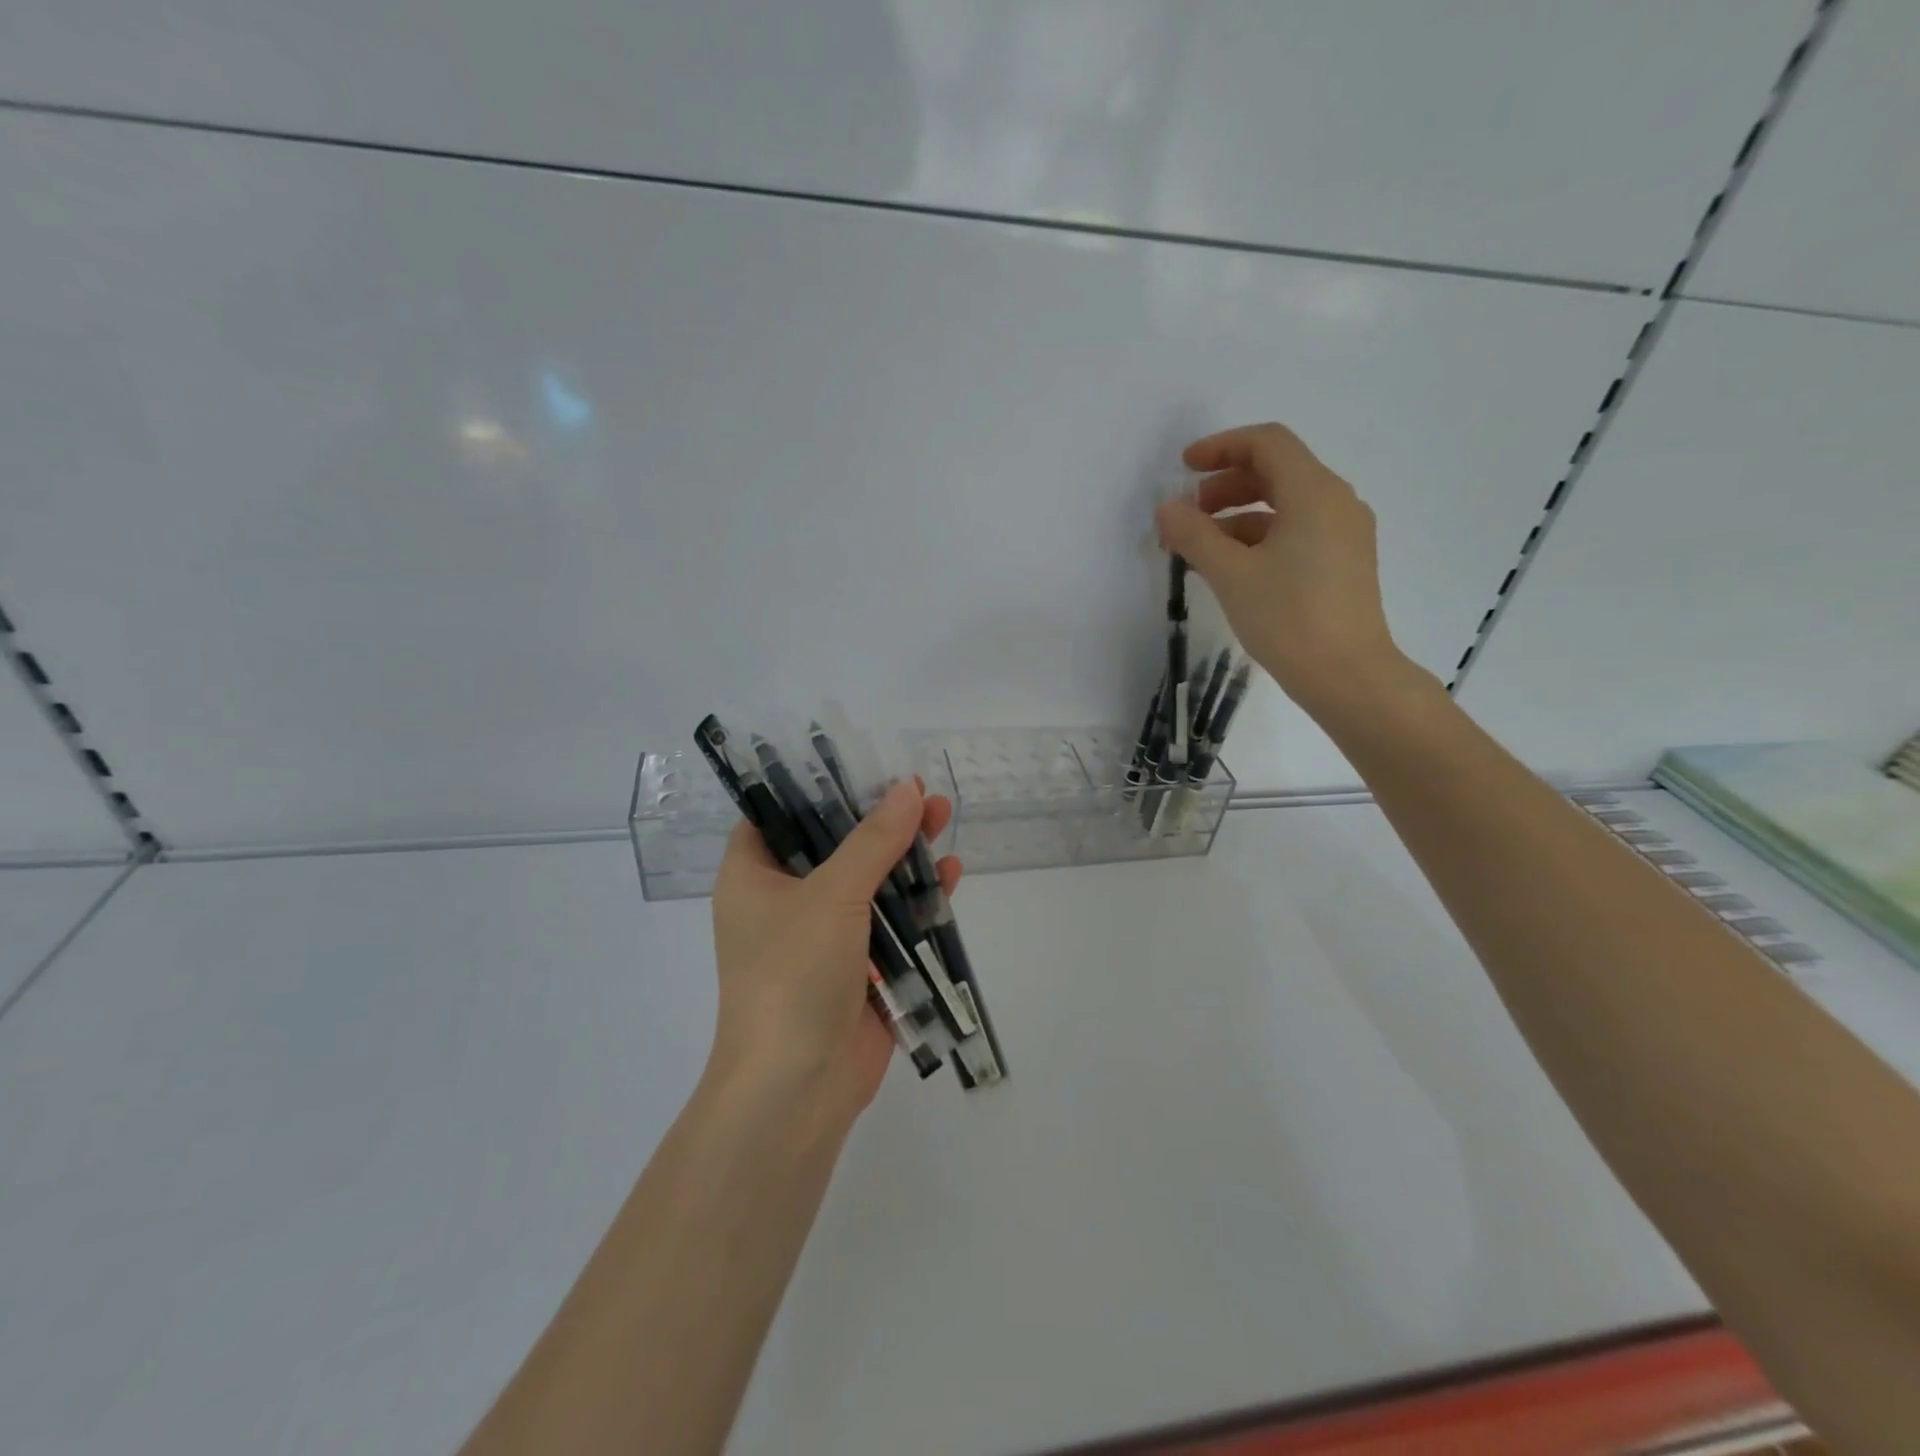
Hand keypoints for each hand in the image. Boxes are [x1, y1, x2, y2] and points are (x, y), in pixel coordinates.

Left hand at [708, 779, 961, 1123]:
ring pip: (868, 880)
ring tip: (944, 818)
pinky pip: (889, 920)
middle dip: (879, 818)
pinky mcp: (858, 966)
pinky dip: (916, 899)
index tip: (865, 767)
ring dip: (905, 855)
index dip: (821, 787)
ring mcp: (823, 935)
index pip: (780, 814)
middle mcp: (784, 900)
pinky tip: (950, 875)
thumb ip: (874, 840)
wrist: (797, 1088)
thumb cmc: (794, 974)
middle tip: (921, 792)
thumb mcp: (832, 895)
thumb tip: (910, 789)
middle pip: (836, 843)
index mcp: (754, 876)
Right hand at [1155, 422, 1423, 719]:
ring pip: (1285, 504)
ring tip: (1201, 547)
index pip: (1267, 443)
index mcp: (1314, 492)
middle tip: (1188, 515)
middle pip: (1276, 471)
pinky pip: (1297, 531)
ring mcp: (1344, 533)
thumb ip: (1194, 534)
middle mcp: (1336, 502)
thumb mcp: (1231, 574)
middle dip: (1225, 485)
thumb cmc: (1288, 618)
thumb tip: (1166, 508)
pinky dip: (1260, 537)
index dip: (1221, 447)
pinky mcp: (1343, 562)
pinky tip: (1232, 567)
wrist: (1348, 676)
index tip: (1183, 468)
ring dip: (1238, 515)